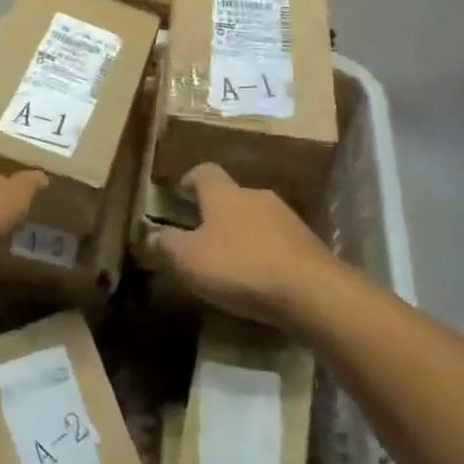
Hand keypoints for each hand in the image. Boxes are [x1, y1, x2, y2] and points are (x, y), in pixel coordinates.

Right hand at [155, 163, 339, 325]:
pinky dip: (266, 254)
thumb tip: (151, 235)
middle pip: (232, 195)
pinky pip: (278, 242)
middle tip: (202, 235)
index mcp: (225, 194)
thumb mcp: (189, 260)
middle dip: (217, 212)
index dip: (189, 180)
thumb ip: (166, 245)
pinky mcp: (309, 244)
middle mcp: (256, 196)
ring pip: (257, 218)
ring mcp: (287, 218)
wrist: (312, 291)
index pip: (204, 172)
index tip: (179, 194)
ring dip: (243, 234)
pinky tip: (261, 278)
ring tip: (232, 261)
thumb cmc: (240, 267)